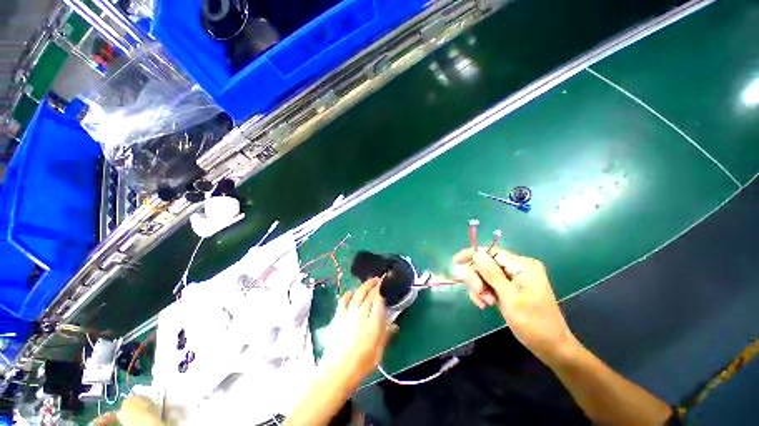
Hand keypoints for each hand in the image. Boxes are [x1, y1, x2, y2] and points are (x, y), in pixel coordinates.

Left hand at [319, 278, 393, 383]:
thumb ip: (386, 335)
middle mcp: (361, 313)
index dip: (382, 289)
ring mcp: (348, 314)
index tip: (385, 282)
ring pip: (357, 294)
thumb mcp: (379, 352)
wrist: (336, 371)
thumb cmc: (361, 364)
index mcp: (373, 321)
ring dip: (364, 286)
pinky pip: (343, 301)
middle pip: (368, 294)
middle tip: (379, 278)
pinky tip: (351, 292)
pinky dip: (348, 294)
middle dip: (374, 284)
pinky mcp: (338, 317)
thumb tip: (395, 325)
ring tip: (369, 281)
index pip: (379, 299)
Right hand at [453, 247, 578, 363]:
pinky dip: (483, 293)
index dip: (472, 255)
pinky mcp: (510, 288)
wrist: (551, 347)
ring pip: (484, 275)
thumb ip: (492, 274)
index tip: (455, 261)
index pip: (491, 252)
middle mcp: (518, 268)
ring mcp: (514, 278)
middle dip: (478, 278)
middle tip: (480, 295)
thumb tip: (477, 253)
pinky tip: (485, 305)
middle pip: (485, 263)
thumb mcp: (509, 298)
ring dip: (480, 288)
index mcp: (522, 265)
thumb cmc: (533, 323)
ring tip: (485, 304)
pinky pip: (489, 284)